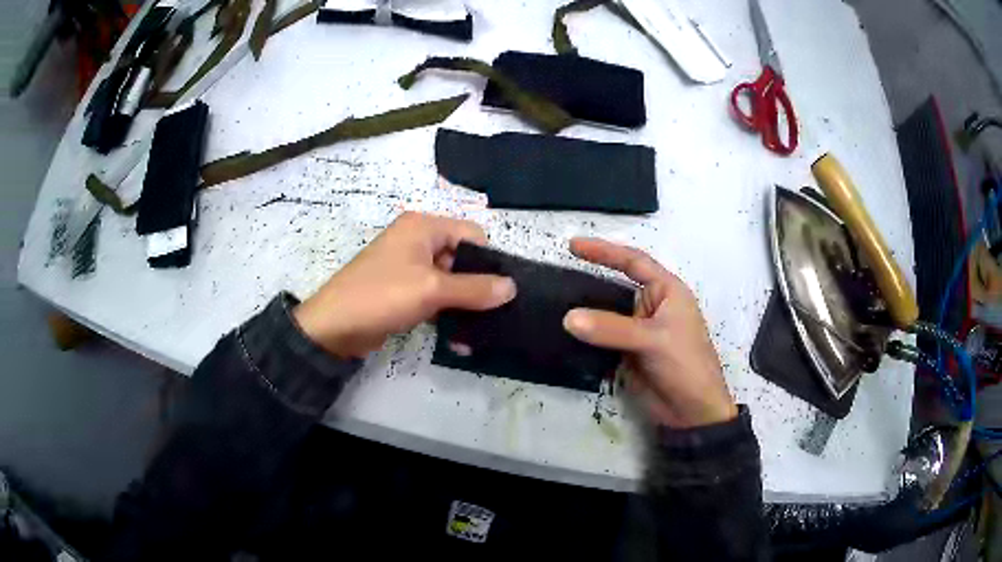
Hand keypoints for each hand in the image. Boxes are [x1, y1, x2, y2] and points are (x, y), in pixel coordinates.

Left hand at [294, 212, 515, 357]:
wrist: (334, 328)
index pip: (471, 234)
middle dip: (477, 286)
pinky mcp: (402, 291)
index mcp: (423, 226)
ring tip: (479, 332)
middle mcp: (417, 240)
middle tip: (495, 314)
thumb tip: (512, 287)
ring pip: (449, 281)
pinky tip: (459, 339)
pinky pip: (434, 297)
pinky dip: (446, 313)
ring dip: (463, 304)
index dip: (489, 260)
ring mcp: (408, 267)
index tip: (502, 290)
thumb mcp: (432, 290)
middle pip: (461, 258)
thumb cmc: (382, 296)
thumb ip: (475, 288)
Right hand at [562, 238, 736, 427]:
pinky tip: (563, 335)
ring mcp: (638, 332)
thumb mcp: (653, 340)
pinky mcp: (627, 354)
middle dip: (589, 280)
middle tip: (556, 276)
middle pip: (616, 286)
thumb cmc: (685, 365)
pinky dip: (585, 337)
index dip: (605, 251)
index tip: (573, 245)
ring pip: (606, 315)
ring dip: (585, 312)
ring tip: (552, 304)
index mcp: (667, 292)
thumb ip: (611, 328)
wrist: (692, 413)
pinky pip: (602, 339)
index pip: (633, 262)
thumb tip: (568, 318)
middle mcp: (651, 307)